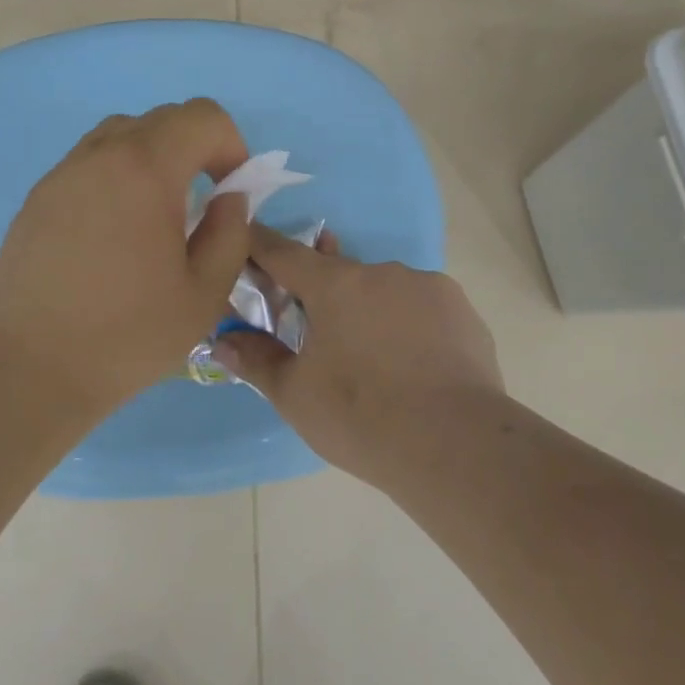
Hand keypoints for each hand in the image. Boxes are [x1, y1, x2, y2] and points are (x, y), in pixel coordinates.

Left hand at [0, 99, 251, 414]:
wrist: (28, 367)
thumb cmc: (126, 335)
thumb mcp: (205, 293)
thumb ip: (230, 234)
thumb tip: (228, 199)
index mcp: (146, 169)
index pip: (202, 117)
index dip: (231, 145)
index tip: (229, 191)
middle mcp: (100, 156)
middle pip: (161, 119)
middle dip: (195, 149)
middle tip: (199, 205)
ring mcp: (62, 174)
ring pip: (120, 136)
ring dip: (152, 159)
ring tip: (155, 215)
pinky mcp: (37, 198)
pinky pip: (88, 164)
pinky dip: (115, 177)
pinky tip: (113, 233)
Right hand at [214, 227, 504, 490]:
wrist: (457, 446)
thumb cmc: (362, 417)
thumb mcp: (295, 395)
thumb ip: (256, 360)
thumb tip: (222, 341)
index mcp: (335, 284)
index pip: (284, 252)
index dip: (260, 245)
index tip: (246, 237)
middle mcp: (381, 272)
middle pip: (338, 274)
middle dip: (321, 295)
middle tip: (317, 335)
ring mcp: (427, 286)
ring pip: (383, 291)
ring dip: (369, 312)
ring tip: (374, 361)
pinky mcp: (462, 310)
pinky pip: (421, 308)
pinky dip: (408, 326)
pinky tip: (414, 365)